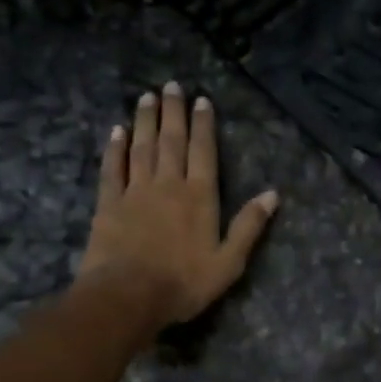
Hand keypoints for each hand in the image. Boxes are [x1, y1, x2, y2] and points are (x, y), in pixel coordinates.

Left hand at [79, 84, 278, 327]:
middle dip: (173, 112)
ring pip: (141, 147)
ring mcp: (135, 191)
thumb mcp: (229, 262)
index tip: (201, 100)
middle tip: (171, 85)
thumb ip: (249, 226)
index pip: (203, 151)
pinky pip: (112, 168)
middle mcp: (168, 184)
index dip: (203, 124)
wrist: (127, 296)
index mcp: (200, 196)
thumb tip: (272, 194)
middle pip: (171, 141)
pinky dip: (114, 148)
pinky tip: (116, 131)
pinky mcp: (108, 204)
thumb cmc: (183, 283)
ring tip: (146, 97)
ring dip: (145, 121)